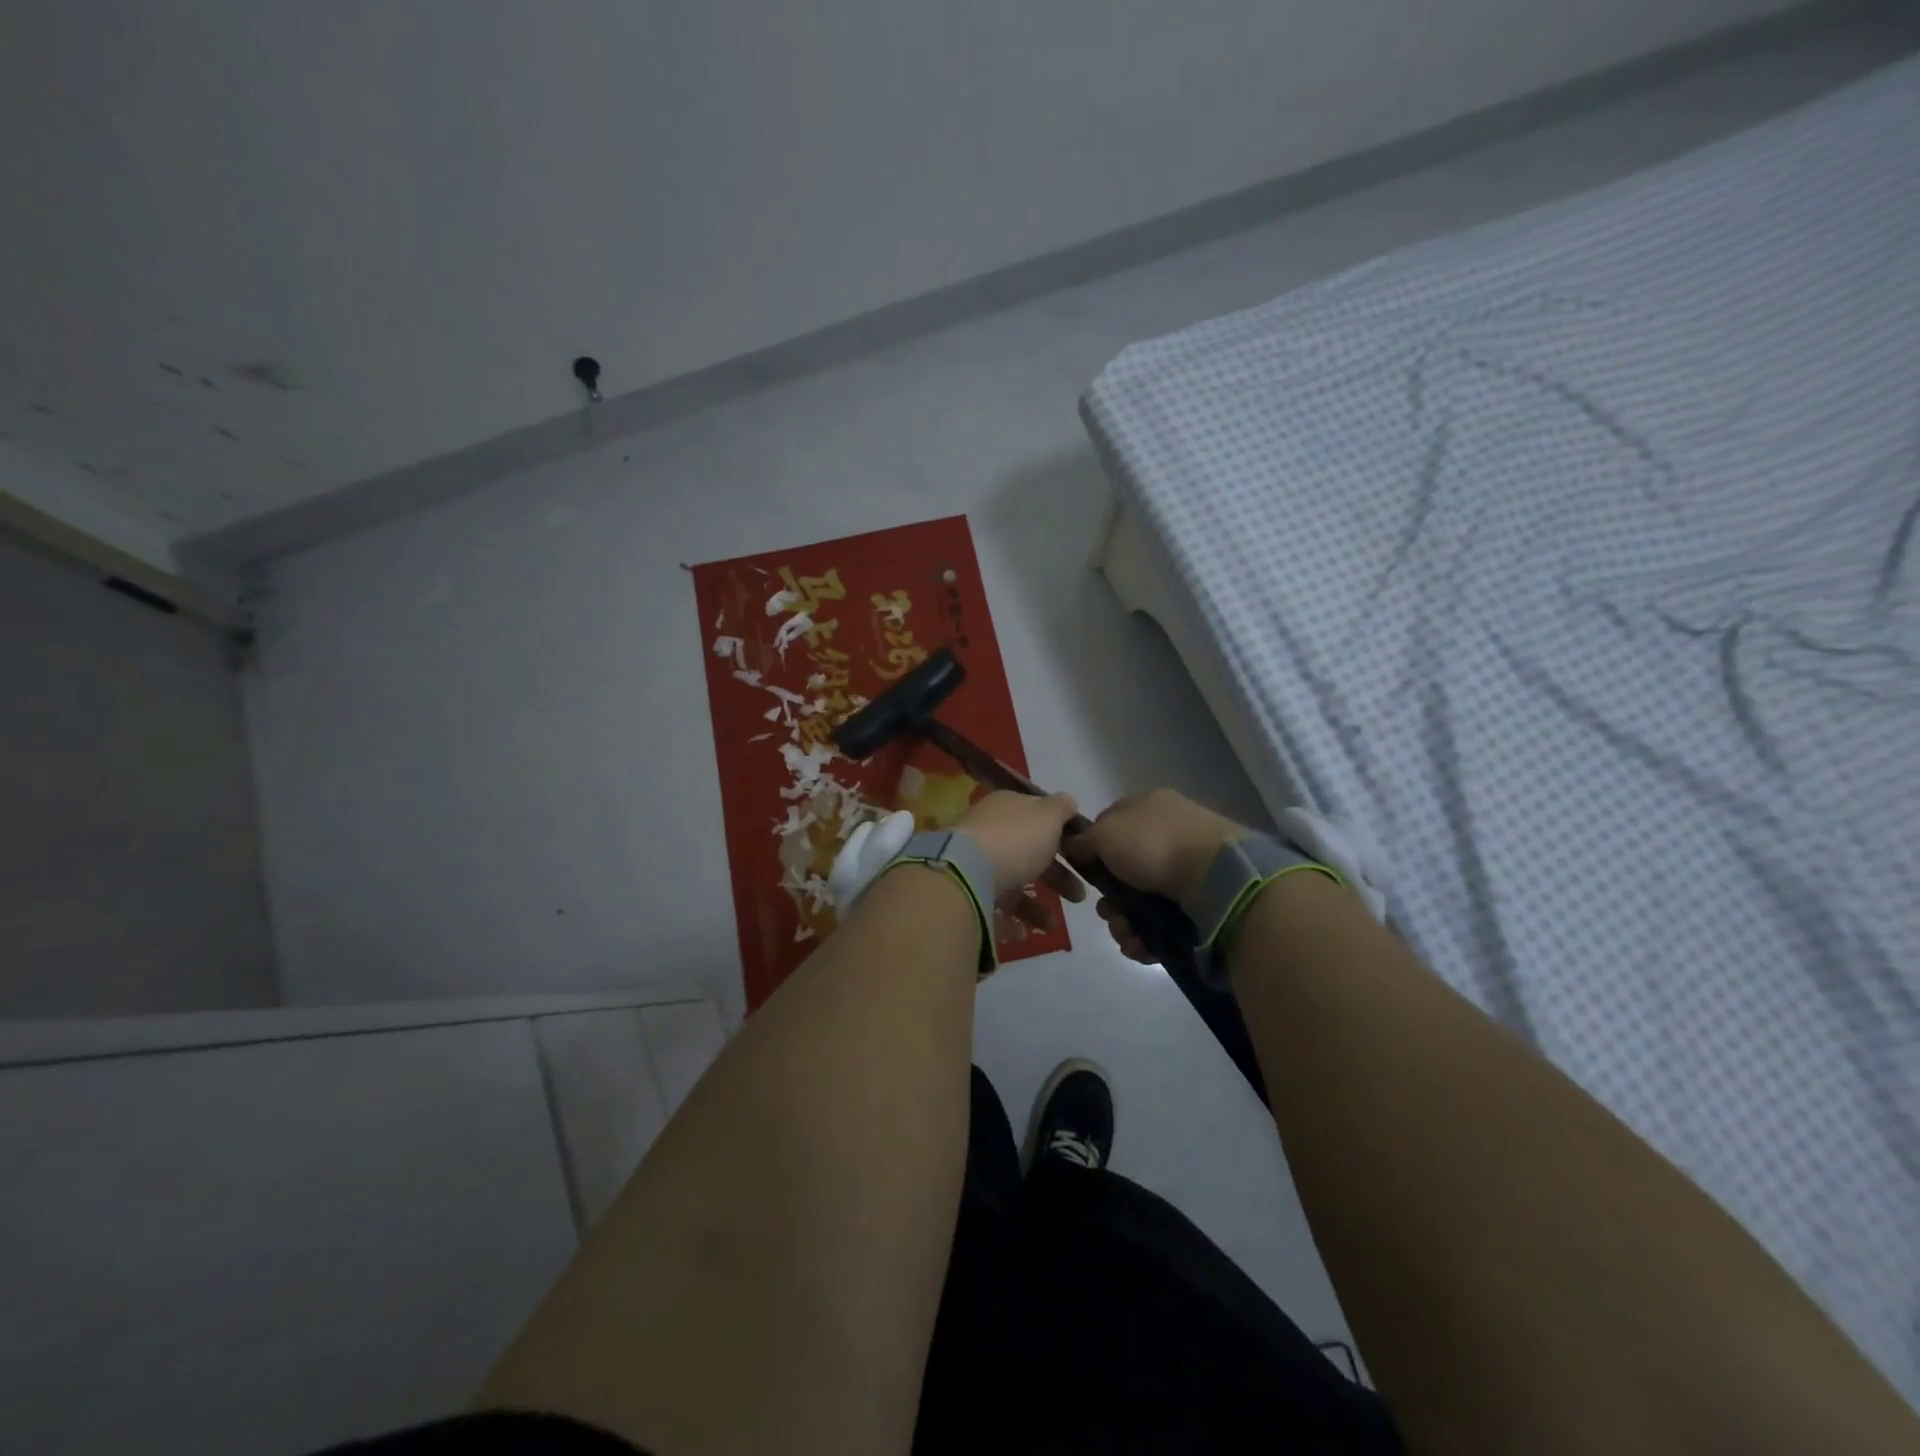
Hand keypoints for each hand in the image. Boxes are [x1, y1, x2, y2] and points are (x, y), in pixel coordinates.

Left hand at [954, 790, 1086, 936]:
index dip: (1059, 834)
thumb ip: (1061, 808)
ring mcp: (974, 863)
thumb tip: (1068, 801)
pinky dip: (1009, 921)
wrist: (965, 874)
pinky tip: (1022, 932)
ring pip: (1010, 883)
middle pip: (1027, 854)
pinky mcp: (964, 893)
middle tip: (1079, 896)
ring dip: (1034, 907)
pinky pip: (991, 907)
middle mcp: (988, 833)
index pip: (1035, 817)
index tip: (1081, 855)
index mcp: (1006, 808)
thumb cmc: (1014, 840)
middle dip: (1056, 877)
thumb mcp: (1047, 816)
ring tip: (1050, 925)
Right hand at [1066, 790, 1248, 960]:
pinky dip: (1148, 936)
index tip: (1084, 870)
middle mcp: (1169, 833)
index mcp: (1149, 806)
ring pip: (1141, 900)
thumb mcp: (1106, 834)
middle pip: (1124, 870)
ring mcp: (1188, 868)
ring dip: (1125, 922)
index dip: (1092, 847)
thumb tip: (1074, 845)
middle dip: (1110, 897)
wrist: (1216, 877)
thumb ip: (1084, 840)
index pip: (1110, 823)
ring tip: (1127, 934)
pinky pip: (1163, 921)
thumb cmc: (1154, 844)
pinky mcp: (1201, 902)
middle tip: (1108, 911)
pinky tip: (1142, 945)